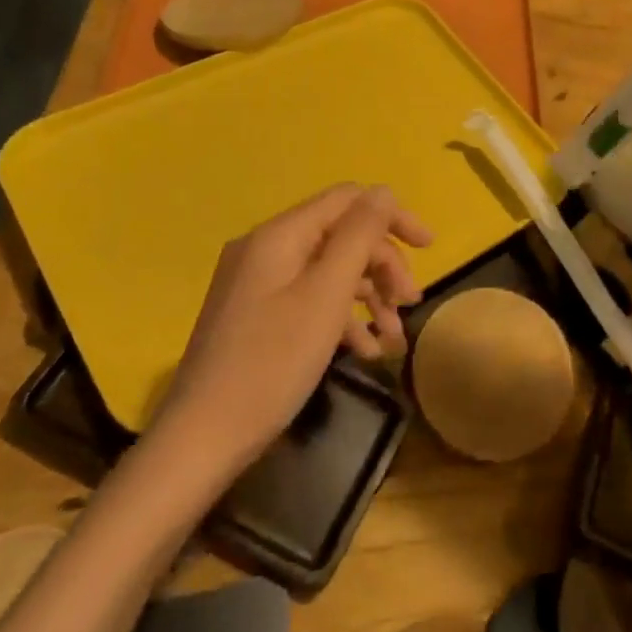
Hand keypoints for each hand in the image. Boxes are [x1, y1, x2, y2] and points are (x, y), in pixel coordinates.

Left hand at [143, 185, 431, 476]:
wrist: (201, 438)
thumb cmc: (272, 362)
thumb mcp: (326, 294)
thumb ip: (359, 236)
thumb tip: (384, 192)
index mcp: (280, 235)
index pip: (349, 200)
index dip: (393, 217)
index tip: (430, 248)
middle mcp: (266, 249)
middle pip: (341, 237)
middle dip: (383, 265)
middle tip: (410, 304)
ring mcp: (257, 283)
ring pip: (328, 272)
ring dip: (368, 296)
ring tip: (394, 338)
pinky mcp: (256, 315)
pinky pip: (309, 299)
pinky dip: (341, 318)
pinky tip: (365, 350)